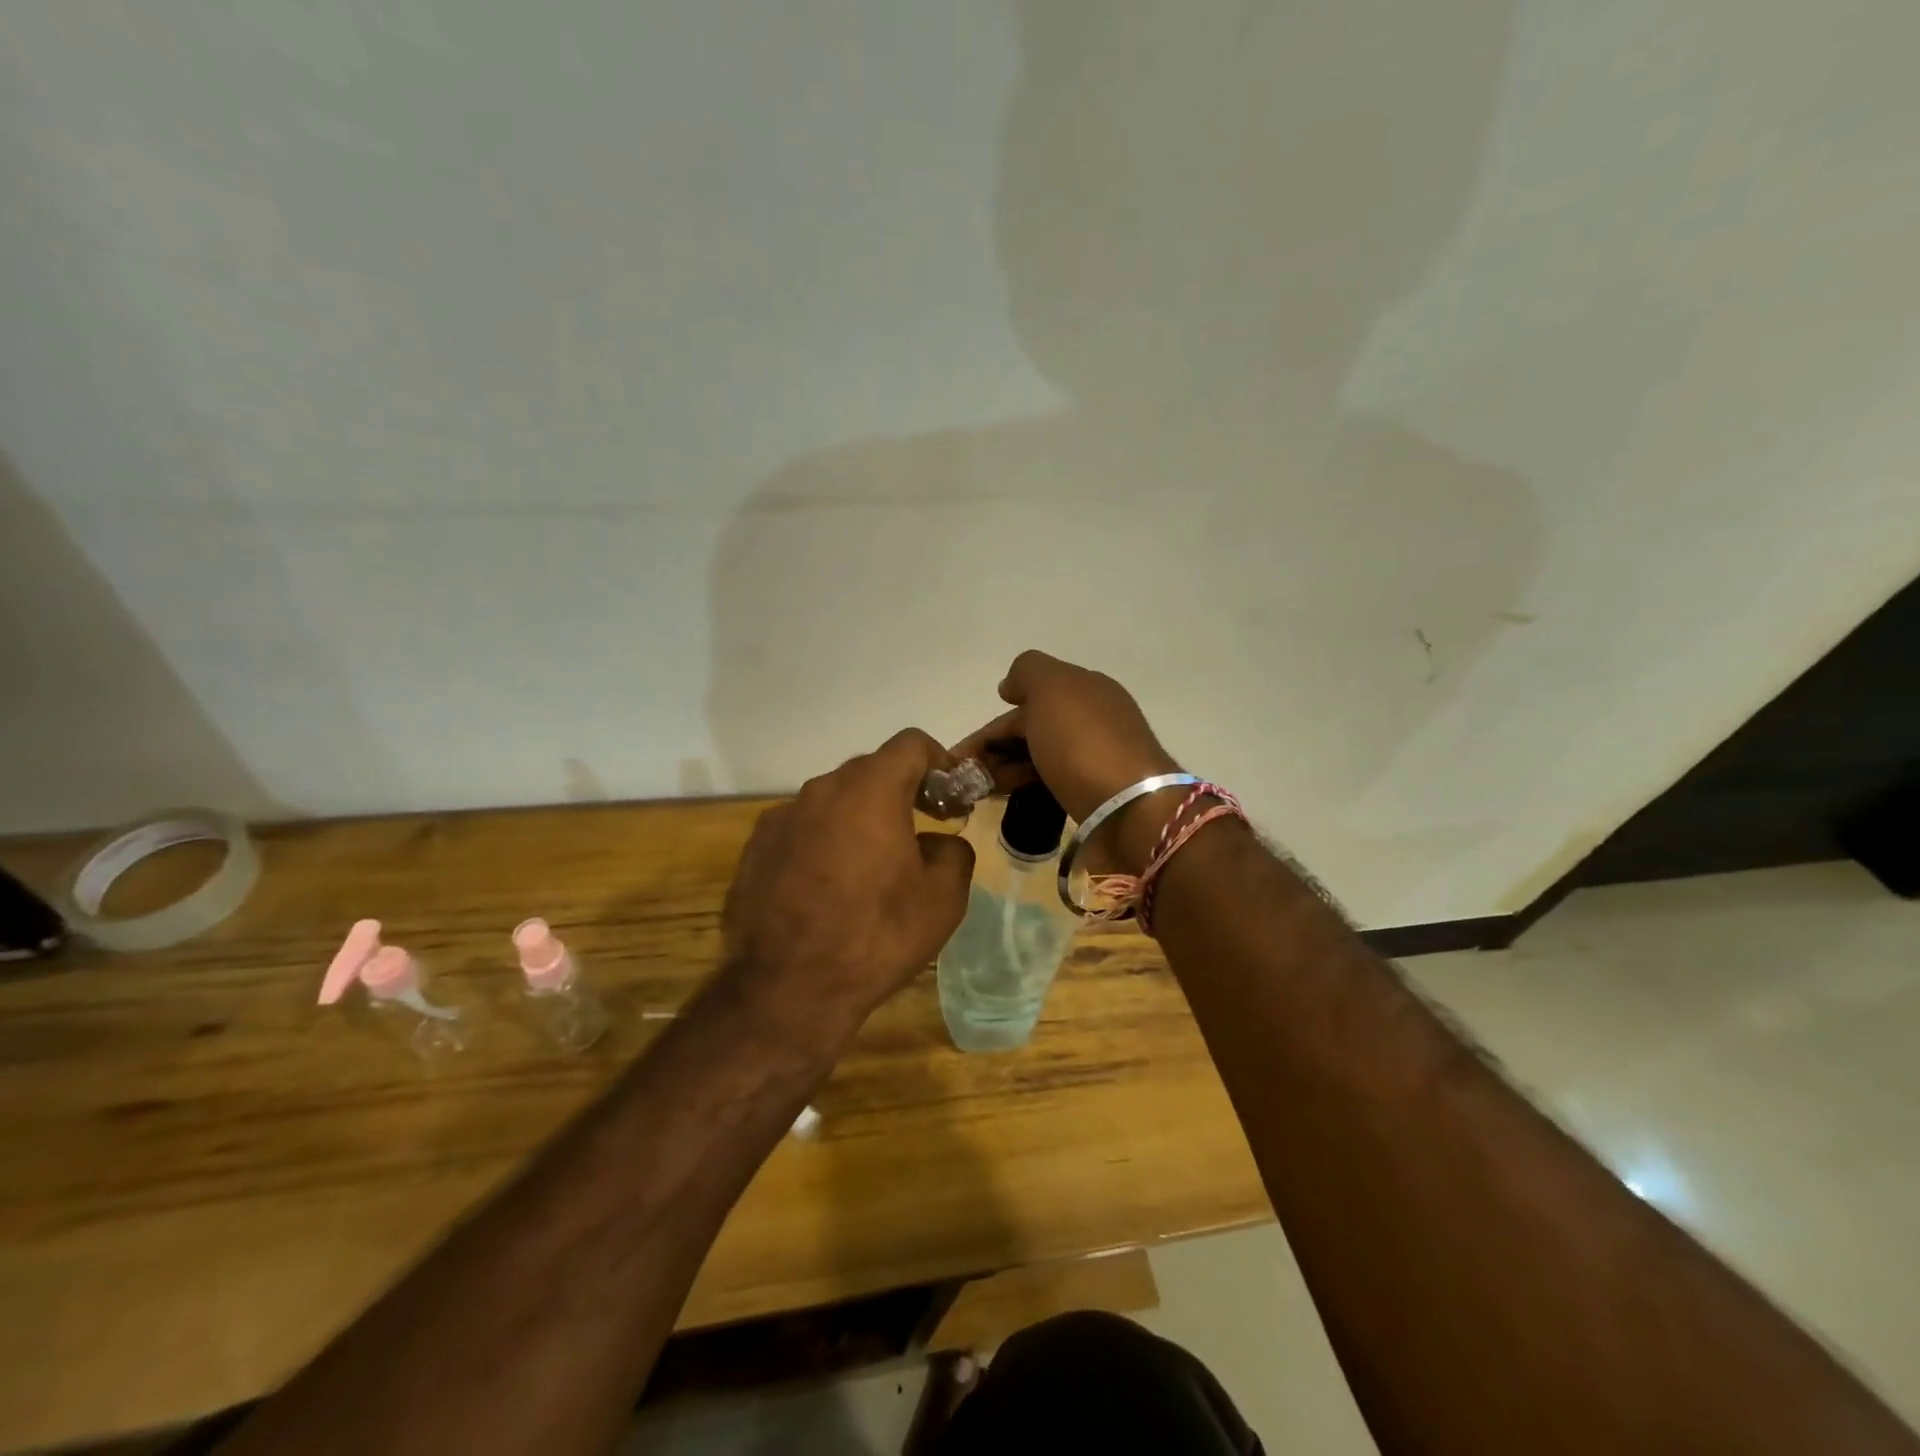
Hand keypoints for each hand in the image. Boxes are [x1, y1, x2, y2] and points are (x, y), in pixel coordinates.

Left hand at [720, 729, 975, 1037]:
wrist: (787, 990)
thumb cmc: (875, 936)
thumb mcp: (943, 899)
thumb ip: (954, 853)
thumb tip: (940, 843)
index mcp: (870, 790)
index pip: (912, 744)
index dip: (940, 763)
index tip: (950, 799)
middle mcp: (821, 790)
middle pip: (870, 770)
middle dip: (901, 792)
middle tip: (920, 831)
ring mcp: (781, 817)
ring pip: (833, 801)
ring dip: (859, 818)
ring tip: (871, 867)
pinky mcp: (755, 848)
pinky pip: (802, 829)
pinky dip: (823, 842)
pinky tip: (827, 888)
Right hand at [952, 651, 1181, 871]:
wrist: (1130, 809)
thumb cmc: (1084, 743)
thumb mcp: (1052, 688)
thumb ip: (1027, 673)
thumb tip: (1010, 686)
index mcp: (1088, 689)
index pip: (1029, 699)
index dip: (993, 724)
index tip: (961, 753)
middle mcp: (1094, 719)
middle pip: (1033, 729)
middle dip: (995, 749)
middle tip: (965, 776)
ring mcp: (1097, 758)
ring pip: (1039, 757)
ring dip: (1006, 769)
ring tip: (979, 791)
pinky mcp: (1096, 793)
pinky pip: (1050, 781)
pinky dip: (1025, 785)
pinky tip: (1008, 798)